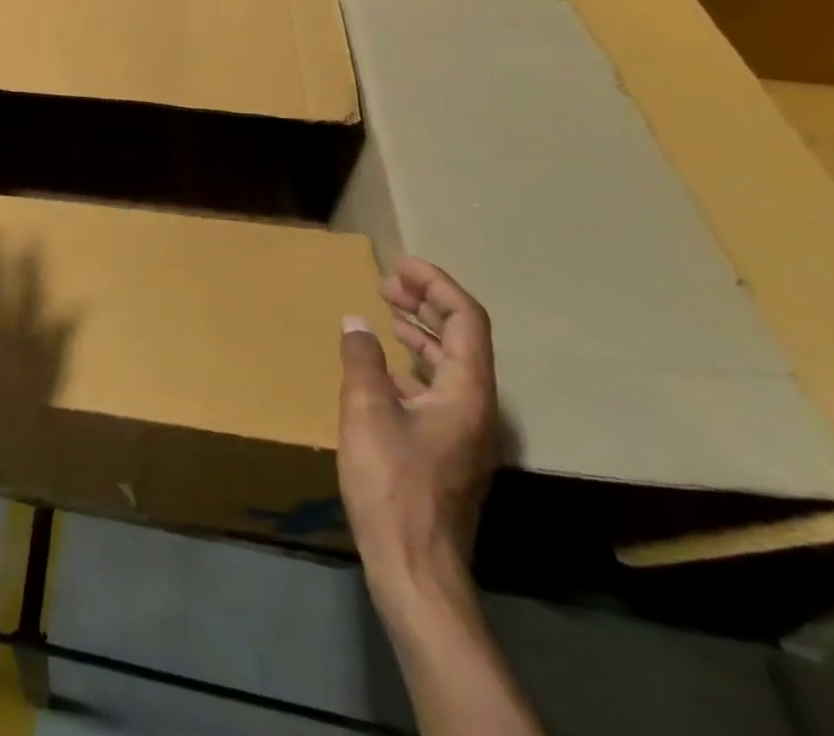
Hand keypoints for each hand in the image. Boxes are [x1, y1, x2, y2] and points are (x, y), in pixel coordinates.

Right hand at [337, 258, 499, 613]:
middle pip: (462, 338)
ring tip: (385, 311)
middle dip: (426, 302)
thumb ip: (362, 359)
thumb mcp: (366, 410)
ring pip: (450, 364)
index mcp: (467, 393)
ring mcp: (465, 432)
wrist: (415, 568)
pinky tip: (383, 367)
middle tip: (386, 281)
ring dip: (419, 331)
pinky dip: (412, 364)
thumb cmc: (392, 483)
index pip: (465, 319)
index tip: (399, 265)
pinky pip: (437, 388)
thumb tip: (356, 323)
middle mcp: (477, 408)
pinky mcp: (448, 450)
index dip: (435, 284)